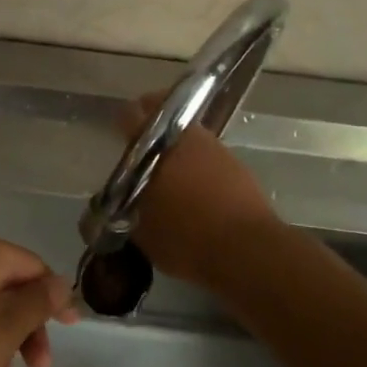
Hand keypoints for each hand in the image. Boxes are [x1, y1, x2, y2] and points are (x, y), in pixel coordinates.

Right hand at [121, 95, 280, 288]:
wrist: (246, 249)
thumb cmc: (185, 238)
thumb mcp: (142, 231)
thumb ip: (128, 208)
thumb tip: (124, 201)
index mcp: (155, 147)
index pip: (131, 117)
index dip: (125, 121)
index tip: (121, 131)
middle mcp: (186, 138)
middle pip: (166, 119)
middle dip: (154, 129)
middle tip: (145, 147)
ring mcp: (216, 149)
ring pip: (191, 138)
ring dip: (180, 147)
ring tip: (171, 171)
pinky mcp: (238, 166)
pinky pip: (210, 158)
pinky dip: (200, 166)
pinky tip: (196, 188)